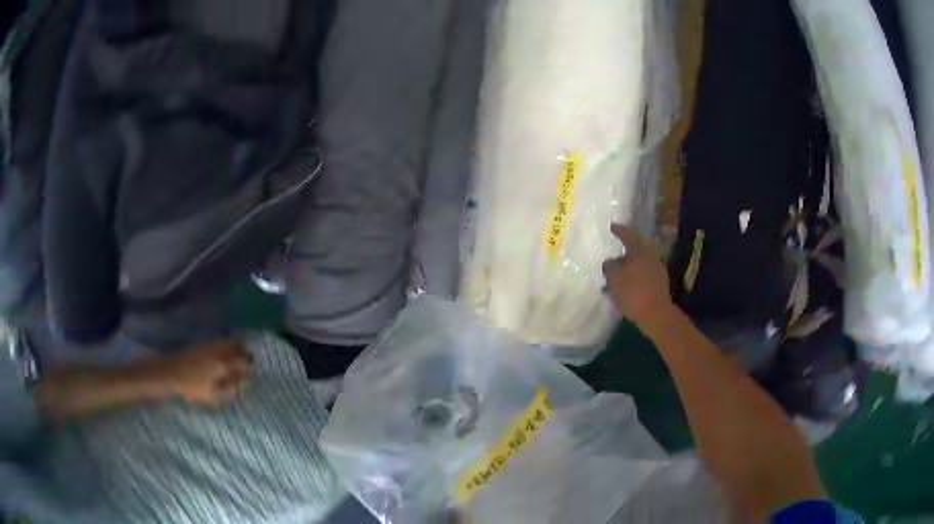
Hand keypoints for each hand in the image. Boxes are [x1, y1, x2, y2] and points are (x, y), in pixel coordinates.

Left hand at [162, 339, 252, 406]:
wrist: (172, 372)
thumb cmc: (194, 386)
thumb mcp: (214, 393)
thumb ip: (231, 389)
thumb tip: (243, 384)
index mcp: (224, 363)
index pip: (243, 361)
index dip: (250, 367)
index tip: (253, 374)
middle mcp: (219, 350)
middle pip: (237, 346)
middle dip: (244, 353)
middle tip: (246, 363)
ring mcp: (210, 344)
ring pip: (228, 341)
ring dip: (234, 347)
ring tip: (236, 358)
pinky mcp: (202, 343)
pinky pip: (219, 340)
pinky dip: (224, 345)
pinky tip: (222, 353)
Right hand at [602, 223, 672, 327]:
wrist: (656, 315)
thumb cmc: (633, 293)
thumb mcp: (614, 279)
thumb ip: (609, 267)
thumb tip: (609, 262)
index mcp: (640, 251)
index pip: (628, 236)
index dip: (619, 231)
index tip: (612, 227)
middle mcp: (651, 257)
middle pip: (634, 252)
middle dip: (622, 256)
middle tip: (611, 261)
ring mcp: (657, 271)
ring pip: (638, 266)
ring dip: (627, 271)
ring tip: (614, 279)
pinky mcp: (659, 285)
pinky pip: (642, 278)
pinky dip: (633, 280)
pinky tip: (624, 290)